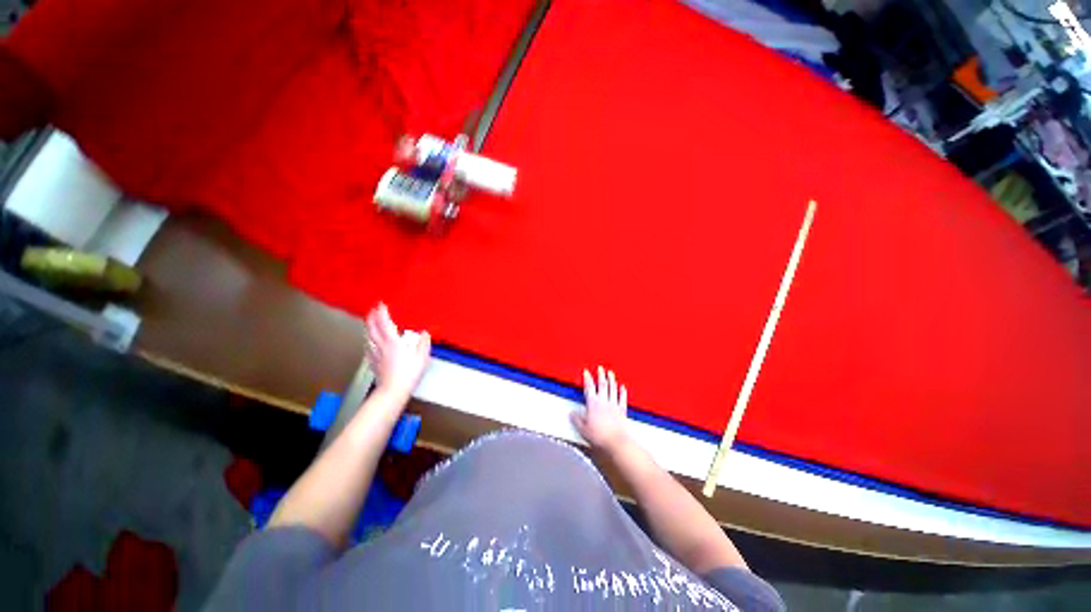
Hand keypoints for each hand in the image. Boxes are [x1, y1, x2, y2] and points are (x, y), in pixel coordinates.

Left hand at [365, 303, 431, 399]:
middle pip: (372, 329)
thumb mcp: (422, 357)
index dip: (382, 313)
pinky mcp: (374, 363)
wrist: (392, 391)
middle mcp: (381, 346)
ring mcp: (375, 355)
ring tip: (370, 323)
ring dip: (369, 328)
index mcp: (392, 342)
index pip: (385, 324)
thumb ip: (423, 343)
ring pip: (369, 338)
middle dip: (372, 318)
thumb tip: (425, 333)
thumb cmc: (408, 373)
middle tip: (372, 310)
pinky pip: (369, 348)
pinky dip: (368, 341)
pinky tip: (370, 343)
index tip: (381, 304)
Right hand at [572, 366, 630, 454]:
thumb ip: (576, 419)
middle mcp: (604, 402)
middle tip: (600, 368)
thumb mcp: (583, 429)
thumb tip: (571, 413)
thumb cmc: (599, 436)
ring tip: (611, 373)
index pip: (589, 388)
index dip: (587, 378)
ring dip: (611, 380)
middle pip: (602, 385)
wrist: (616, 442)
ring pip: (613, 389)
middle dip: (601, 375)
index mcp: (593, 404)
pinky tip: (622, 387)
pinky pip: (622, 398)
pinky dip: (622, 391)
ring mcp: (614, 405)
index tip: (586, 372)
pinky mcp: (622, 411)